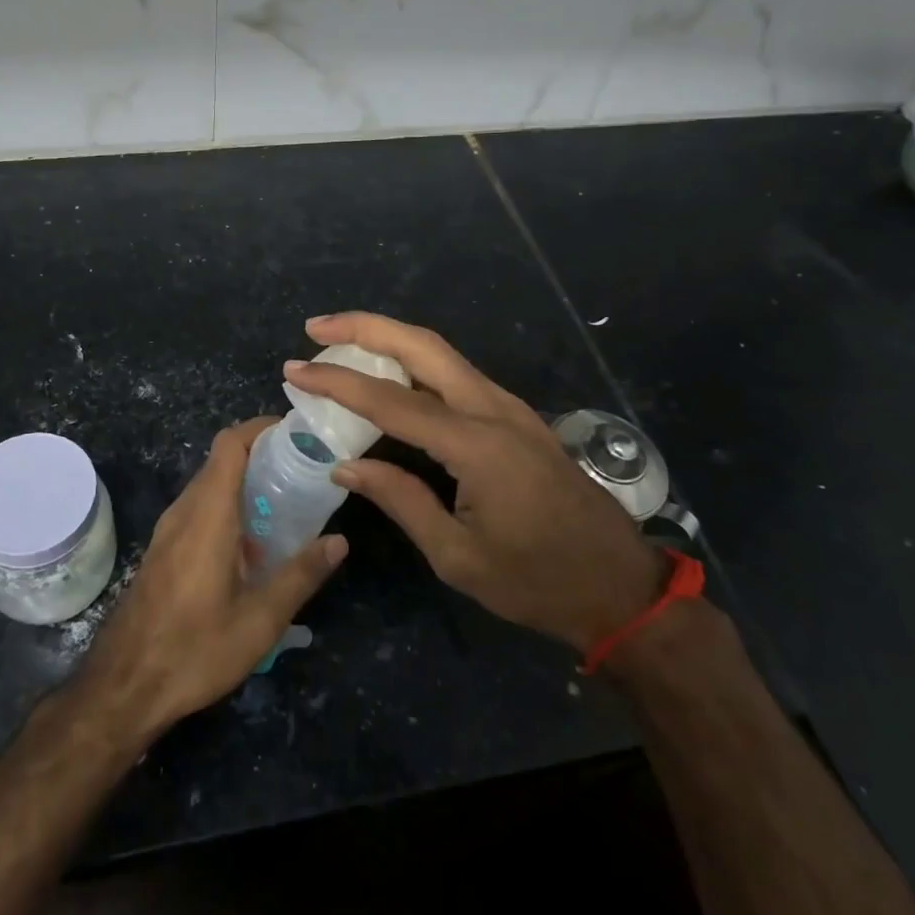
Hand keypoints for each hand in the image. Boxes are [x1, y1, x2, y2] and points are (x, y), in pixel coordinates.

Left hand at [78, 418, 347, 740]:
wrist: (123, 687)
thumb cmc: (194, 649)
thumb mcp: (259, 620)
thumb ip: (301, 575)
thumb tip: (339, 541)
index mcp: (208, 513)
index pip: (230, 443)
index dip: (261, 427)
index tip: (296, 434)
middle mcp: (184, 511)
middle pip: (221, 461)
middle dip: (262, 455)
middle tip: (303, 472)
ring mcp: (168, 531)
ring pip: (209, 486)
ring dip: (245, 484)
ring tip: (286, 506)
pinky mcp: (163, 550)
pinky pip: (199, 511)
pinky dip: (228, 509)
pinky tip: (253, 548)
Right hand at [284, 312, 662, 654]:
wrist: (619, 587)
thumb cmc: (536, 581)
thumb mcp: (457, 556)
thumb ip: (400, 500)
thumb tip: (345, 465)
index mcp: (476, 445)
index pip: (391, 400)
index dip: (337, 383)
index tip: (295, 371)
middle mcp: (493, 410)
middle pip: (422, 345)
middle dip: (366, 327)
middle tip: (316, 328)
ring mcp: (510, 408)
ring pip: (442, 353)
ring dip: (390, 339)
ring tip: (341, 344)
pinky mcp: (516, 417)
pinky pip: (457, 375)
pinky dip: (415, 363)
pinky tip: (390, 377)